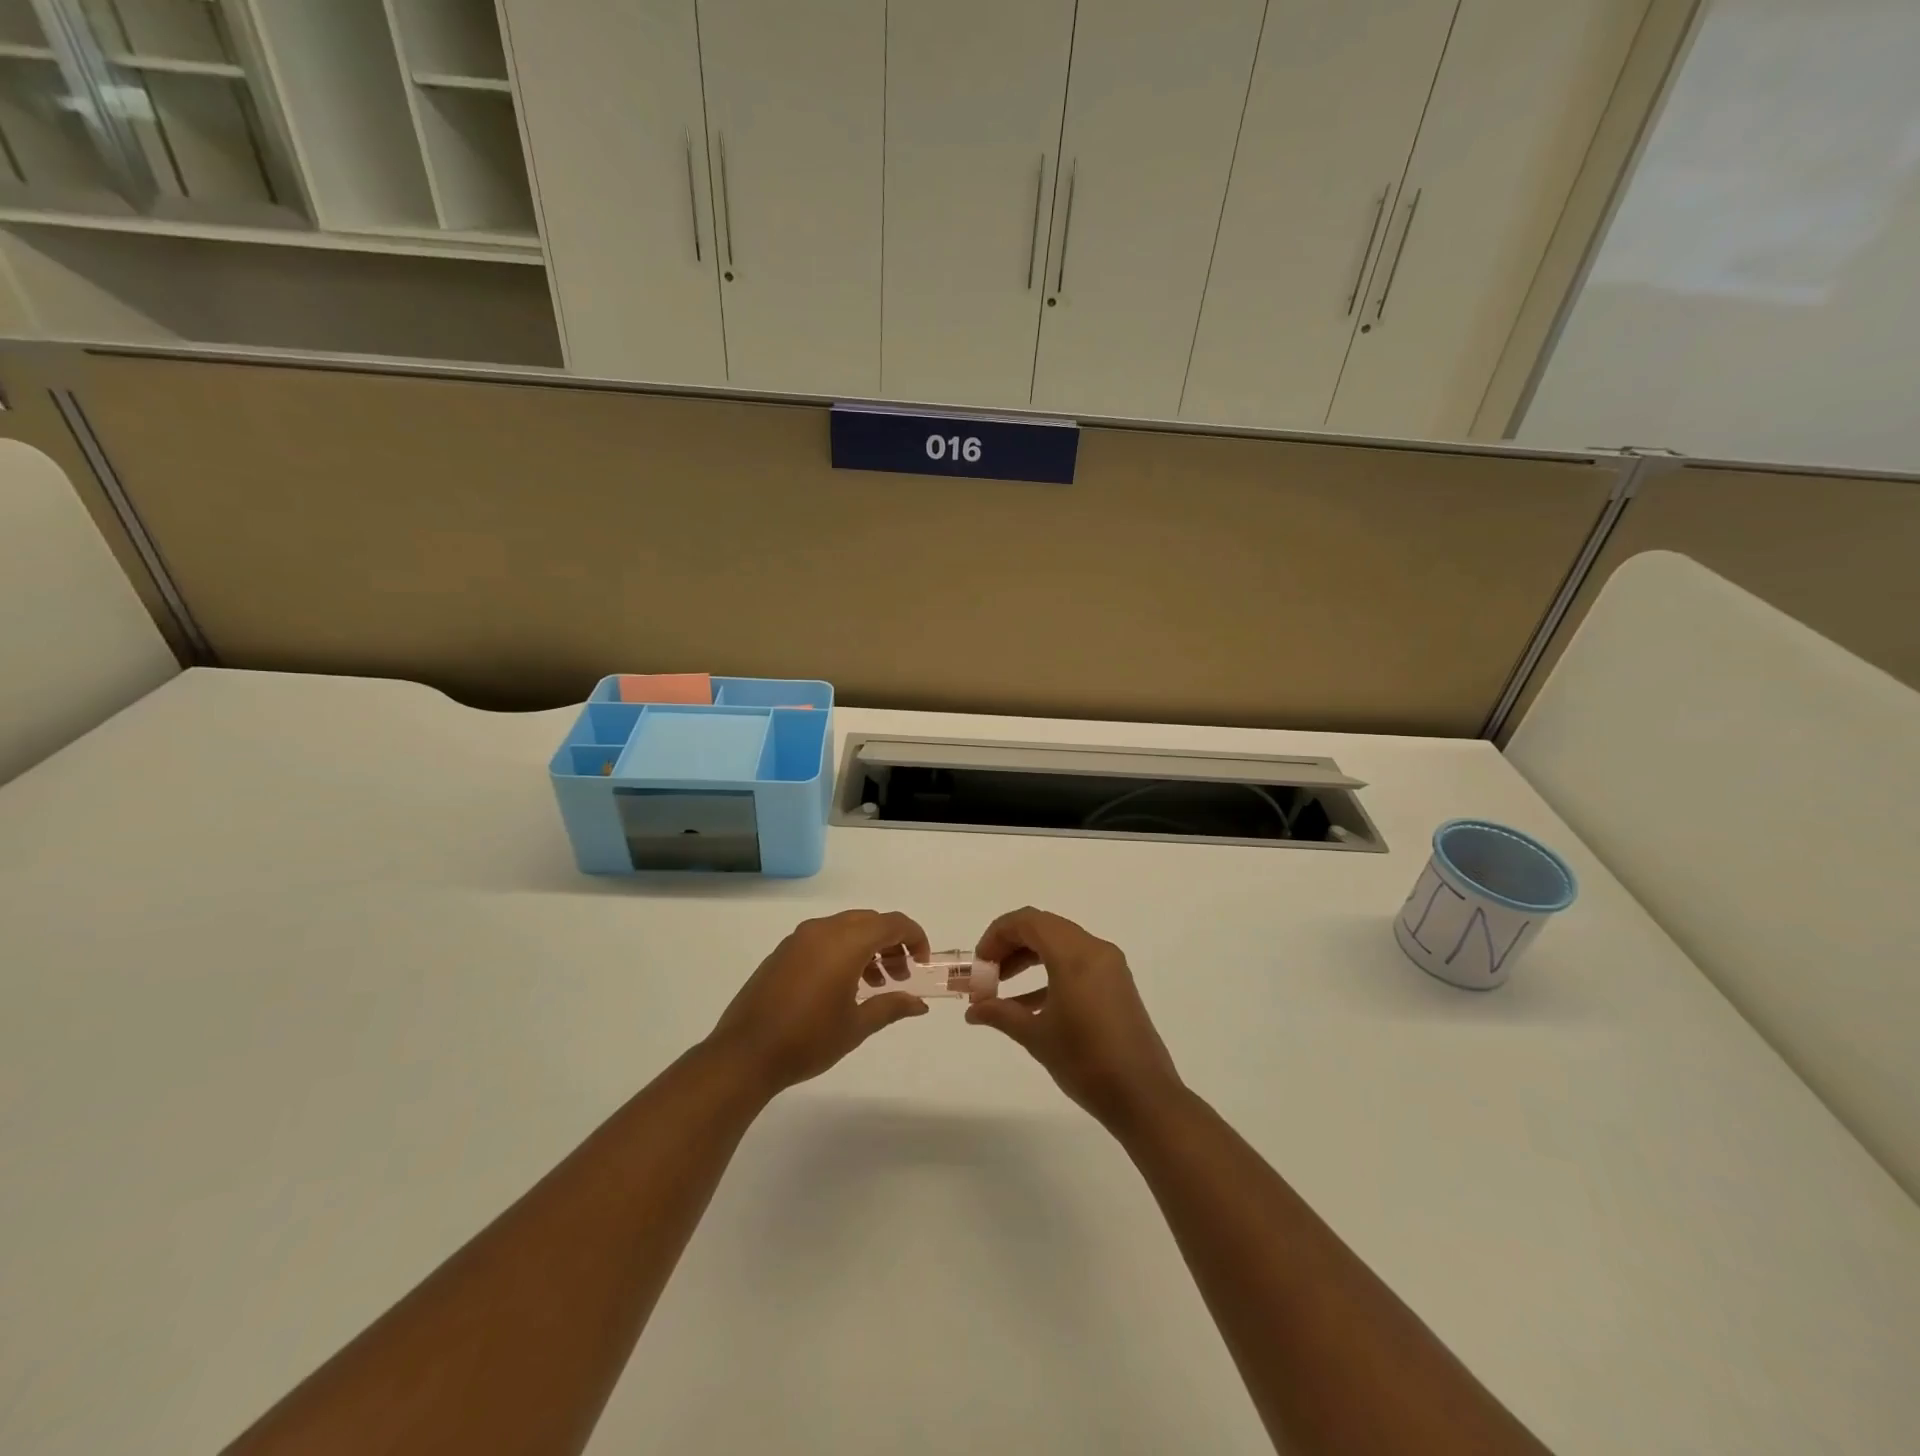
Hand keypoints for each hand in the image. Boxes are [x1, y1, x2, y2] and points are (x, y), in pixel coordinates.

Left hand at [707, 910, 930, 1095]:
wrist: (745, 1054)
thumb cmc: (808, 1039)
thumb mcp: (856, 1026)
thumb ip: (891, 1006)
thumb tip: (919, 1003)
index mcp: (846, 942)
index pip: (892, 923)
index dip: (914, 938)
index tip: (921, 964)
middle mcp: (823, 930)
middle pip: (870, 921)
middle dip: (891, 943)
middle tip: (900, 976)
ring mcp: (799, 939)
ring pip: (846, 928)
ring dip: (867, 947)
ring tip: (874, 984)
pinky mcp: (783, 952)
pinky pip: (824, 938)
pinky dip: (843, 951)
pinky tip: (843, 986)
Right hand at [966, 908, 1183, 1130]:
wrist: (1144, 1097)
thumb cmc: (1086, 1062)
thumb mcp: (1037, 1036)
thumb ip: (1001, 1014)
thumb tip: (973, 1011)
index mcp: (1075, 955)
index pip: (1028, 921)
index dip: (997, 935)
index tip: (979, 964)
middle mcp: (1095, 950)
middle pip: (1043, 928)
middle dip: (1010, 946)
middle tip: (987, 975)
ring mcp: (1109, 966)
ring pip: (1060, 944)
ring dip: (1028, 959)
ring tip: (1000, 988)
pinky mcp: (1116, 984)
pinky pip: (1076, 963)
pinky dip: (1049, 974)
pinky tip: (1028, 1005)